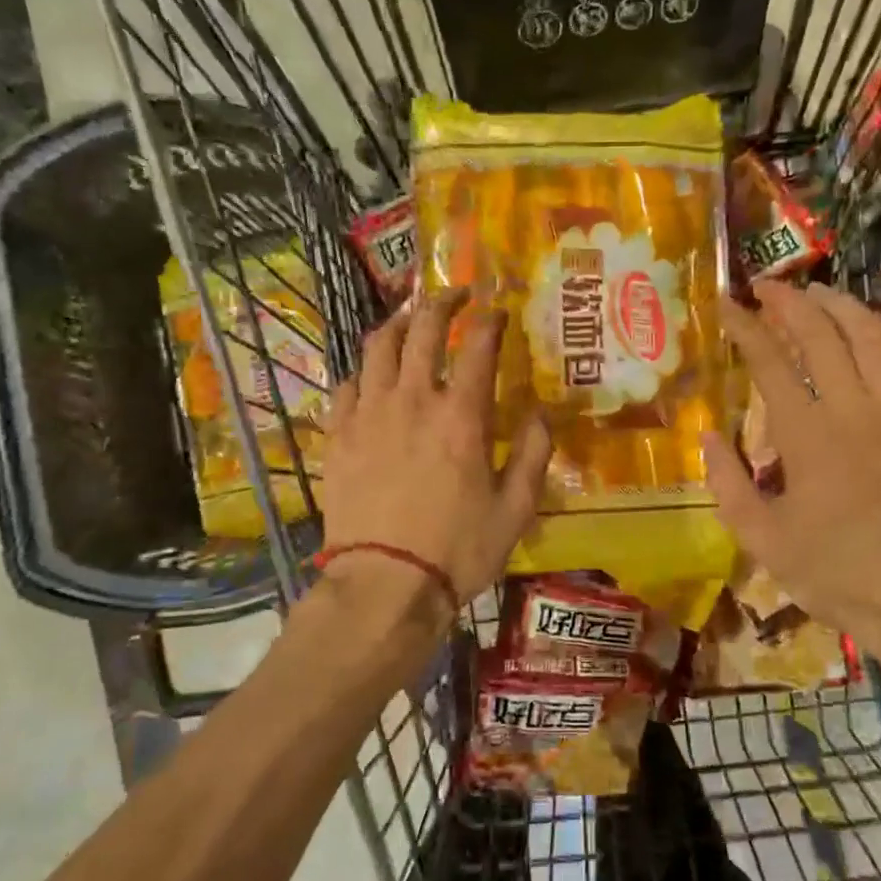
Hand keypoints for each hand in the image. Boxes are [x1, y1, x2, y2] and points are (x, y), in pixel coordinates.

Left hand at [319, 288, 551, 617]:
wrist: (385, 584)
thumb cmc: (458, 549)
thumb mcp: (516, 509)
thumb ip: (535, 455)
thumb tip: (543, 414)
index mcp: (460, 416)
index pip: (477, 347)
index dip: (489, 321)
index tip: (497, 310)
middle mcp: (412, 401)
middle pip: (422, 330)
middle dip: (441, 303)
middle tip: (455, 295)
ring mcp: (369, 415)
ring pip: (377, 347)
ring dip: (397, 324)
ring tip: (409, 320)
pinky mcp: (338, 436)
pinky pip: (346, 385)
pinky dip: (363, 371)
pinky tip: (371, 377)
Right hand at [703, 282, 880, 747]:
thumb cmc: (834, 574)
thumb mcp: (762, 540)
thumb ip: (728, 483)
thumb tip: (710, 435)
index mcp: (808, 437)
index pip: (770, 361)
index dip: (744, 327)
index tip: (725, 306)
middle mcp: (855, 410)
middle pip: (821, 332)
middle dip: (789, 301)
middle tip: (766, 286)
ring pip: (871, 335)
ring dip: (839, 305)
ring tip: (814, 293)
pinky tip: (870, 326)